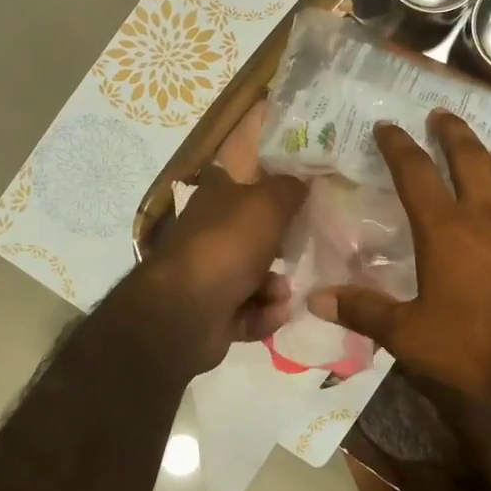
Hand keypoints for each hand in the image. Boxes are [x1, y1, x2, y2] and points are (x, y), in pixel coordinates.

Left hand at [134, 103, 306, 374]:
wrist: (186, 311)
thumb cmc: (228, 245)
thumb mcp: (267, 204)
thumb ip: (290, 188)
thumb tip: (304, 179)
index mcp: (215, 197)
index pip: (238, 176)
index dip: (266, 178)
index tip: (297, 189)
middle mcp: (209, 232)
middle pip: (253, 233)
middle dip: (281, 247)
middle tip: (301, 249)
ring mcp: (209, 274)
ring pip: (255, 277)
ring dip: (274, 287)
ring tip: (281, 294)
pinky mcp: (212, 312)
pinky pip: (249, 310)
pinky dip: (262, 313)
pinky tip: (272, 314)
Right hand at [308, 109, 490, 400]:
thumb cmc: (478, 345)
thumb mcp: (411, 336)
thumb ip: (365, 312)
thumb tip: (316, 298)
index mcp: (446, 229)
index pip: (415, 173)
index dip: (398, 146)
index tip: (387, 126)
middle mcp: (488, 215)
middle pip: (469, 158)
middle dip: (451, 133)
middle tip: (441, 115)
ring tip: (488, 153)